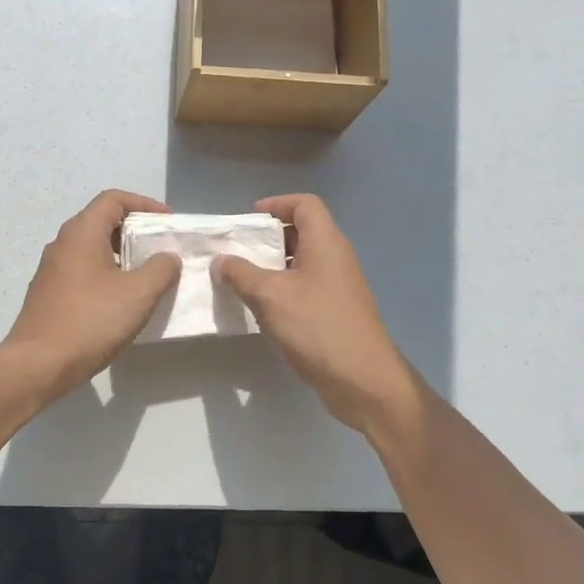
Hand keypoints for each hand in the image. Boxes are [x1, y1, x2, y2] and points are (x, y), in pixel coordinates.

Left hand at [2, 190, 180, 403]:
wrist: (38, 364)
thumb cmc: (90, 321)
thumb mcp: (138, 294)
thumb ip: (160, 269)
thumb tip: (167, 257)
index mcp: (81, 233)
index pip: (113, 199)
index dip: (144, 204)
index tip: (167, 223)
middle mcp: (62, 244)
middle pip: (101, 221)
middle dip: (134, 231)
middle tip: (160, 249)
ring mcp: (51, 270)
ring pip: (91, 249)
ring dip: (120, 256)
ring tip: (146, 276)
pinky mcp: (48, 294)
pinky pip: (82, 272)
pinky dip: (105, 275)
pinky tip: (120, 301)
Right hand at [212, 194, 419, 434]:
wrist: (362, 379)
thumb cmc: (316, 326)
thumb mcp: (269, 296)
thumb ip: (240, 274)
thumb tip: (220, 260)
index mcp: (325, 242)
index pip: (304, 204)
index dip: (276, 204)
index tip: (248, 220)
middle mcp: (336, 257)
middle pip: (303, 231)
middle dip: (269, 237)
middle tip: (238, 250)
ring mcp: (340, 286)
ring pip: (303, 262)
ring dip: (274, 265)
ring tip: (243, 279)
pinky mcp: (337, 311)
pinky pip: (307, 287)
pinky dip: (284, 288)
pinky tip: (263, 309)